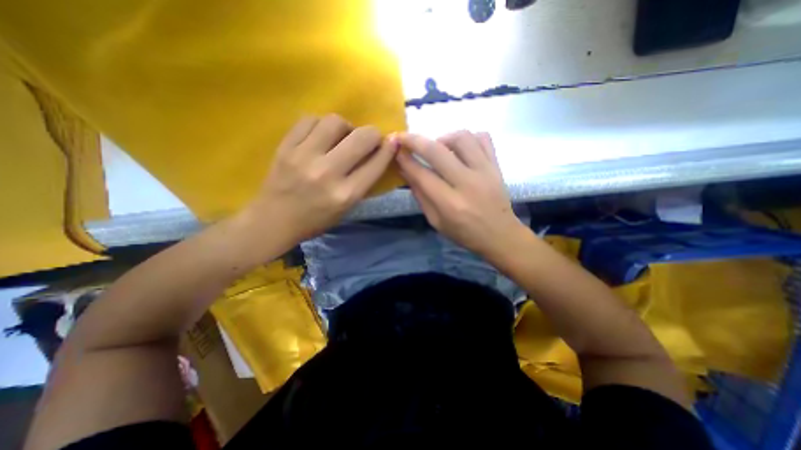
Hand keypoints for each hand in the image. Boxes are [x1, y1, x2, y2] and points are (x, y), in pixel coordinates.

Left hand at [238, 114, 398, 243]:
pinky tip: (321, 135)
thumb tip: (377, 154)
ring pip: (335, 121)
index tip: (391, 143)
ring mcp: (304, 157)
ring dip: (346, 127)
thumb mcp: (347, 208)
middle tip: (369, 139)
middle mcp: (327, 173)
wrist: (273, 221)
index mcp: (345, 194)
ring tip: (342, 137)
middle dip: (372, 134)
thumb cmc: (315, 220)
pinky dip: (321, 124)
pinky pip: (309, 120)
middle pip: (361, 137)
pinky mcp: (285, 147)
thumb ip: (363, 182)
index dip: (388, 149)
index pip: (376, 164)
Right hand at [393, 130, 526, 256]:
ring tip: (437, 147)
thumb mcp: (436, 222)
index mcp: (450, 204)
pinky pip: (483, 138)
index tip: (395, 149)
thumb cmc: (464, 233)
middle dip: (415, 140)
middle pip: (437, 151)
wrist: (500, 235)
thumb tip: (406, 171)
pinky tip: (459, 149)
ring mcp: (485, 171)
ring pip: (461, 138)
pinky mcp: (497, 165)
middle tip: (404, 138)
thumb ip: (421, 196)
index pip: (422, 174)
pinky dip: (467, 138)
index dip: (405, 160)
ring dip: (442, 138)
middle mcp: (467, 183)